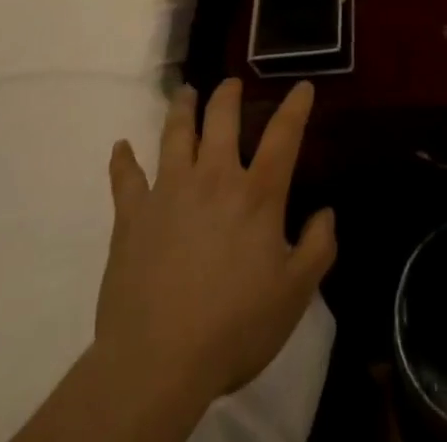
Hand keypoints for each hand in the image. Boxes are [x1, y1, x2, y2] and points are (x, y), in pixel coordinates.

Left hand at [95, 79, 335, 407]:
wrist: (157, 363)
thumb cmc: (233, 328)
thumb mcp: (293, 295)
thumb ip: (318, 248)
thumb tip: (326, 212)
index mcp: (256, 194)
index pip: (283, 136)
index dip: (295, 107)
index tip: (302, 86)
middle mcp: (213, 178)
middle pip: (221, 120)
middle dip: (227, 96)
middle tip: (231, 84)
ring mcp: (168, 192)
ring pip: (175, 135)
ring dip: (181, 109)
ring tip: (185, 92)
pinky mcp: (132, 216)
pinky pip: (125, 178)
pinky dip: (123, 160)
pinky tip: (120, 147)